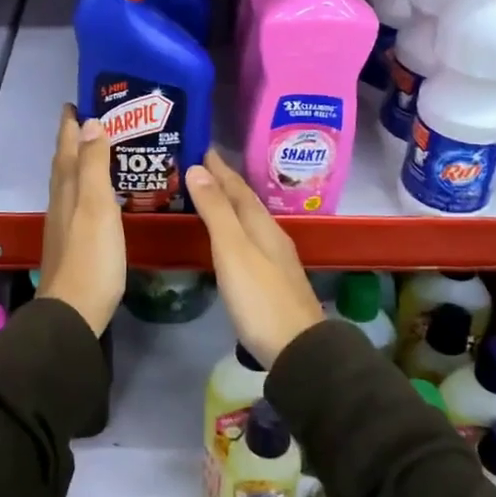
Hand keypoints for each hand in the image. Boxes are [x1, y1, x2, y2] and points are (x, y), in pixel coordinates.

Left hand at [37, 105, 124, 335]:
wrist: (74, 311)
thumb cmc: (91, 256)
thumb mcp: (96, 205)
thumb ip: (94, 165)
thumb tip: (90, 123)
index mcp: (67, 189)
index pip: (67, 148)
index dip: (70, 125)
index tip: (75, 103)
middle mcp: (61, 202)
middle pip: (65, 163)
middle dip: (74, 140)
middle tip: (90, 121)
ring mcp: (65, 225)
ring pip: (69, 183)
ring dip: (79, 163)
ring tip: (98, 151)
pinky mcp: (73, 244)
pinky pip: (78, 202)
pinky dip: (87, 188)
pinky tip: (99, 197)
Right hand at [185, 150, 323, 368]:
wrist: (297, 348)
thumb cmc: (260, 298)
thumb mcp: (233, 250)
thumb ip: (216, 211)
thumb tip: (197, 168)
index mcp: (262, 225)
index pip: (238, 188)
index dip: (219, 168)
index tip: (202, 148)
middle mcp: (272, 235)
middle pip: (246, 202)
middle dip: (224, 183)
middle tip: (200, 168)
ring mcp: (276, 259)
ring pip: (250, 221)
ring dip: (229, 206)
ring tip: (209, 197)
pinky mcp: (273, 280)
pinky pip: (250, 240)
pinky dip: (235, 229)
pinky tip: (230, 240)